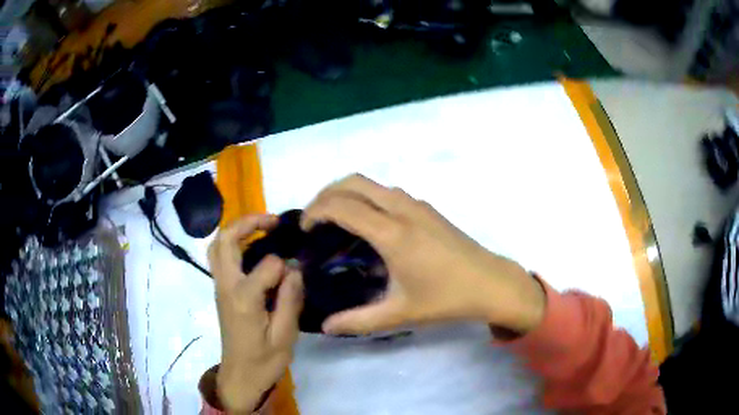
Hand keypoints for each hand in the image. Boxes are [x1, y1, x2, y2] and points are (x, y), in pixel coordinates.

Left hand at [208, 215, 303, 413]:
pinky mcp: (221, 291)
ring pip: (217, 245)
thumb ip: (290, 300)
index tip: (297, 275)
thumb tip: (294, 269)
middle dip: (248, 222)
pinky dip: (234, 242)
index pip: (266, 266)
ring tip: (264, 228)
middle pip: (225, 240)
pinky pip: (221, 257)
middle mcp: (226, 286)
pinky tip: (254, 248)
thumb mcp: (285, 337)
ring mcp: (220, 287)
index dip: (285, 266)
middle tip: (274, 221)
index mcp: (243, 300)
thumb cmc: (263, 361)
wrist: (239, 377)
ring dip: (238, 230)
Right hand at [301, 174, 544, 335]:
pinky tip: (367, 227)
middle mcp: (402, 209)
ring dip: (347, 193)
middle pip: (353, 181)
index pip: (342, 206)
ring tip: (335, 221)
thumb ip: (358, 321)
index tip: (304, 230)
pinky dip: (366, 198)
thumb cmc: (446, 298)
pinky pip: (387, 192)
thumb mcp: (399, 314)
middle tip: (314, 219)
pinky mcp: (426, 208)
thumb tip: (326, 327)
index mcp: (393, 233)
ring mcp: (417, 205)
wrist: (490, 283)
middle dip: (326, 194)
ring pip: (371, 183)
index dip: (316, 212)